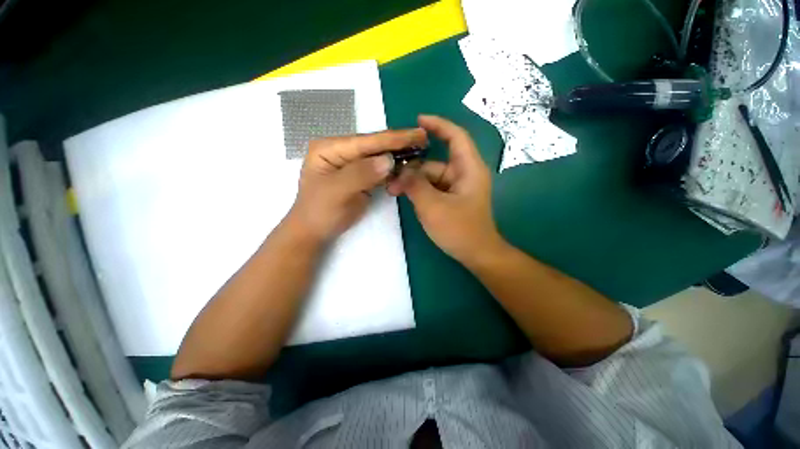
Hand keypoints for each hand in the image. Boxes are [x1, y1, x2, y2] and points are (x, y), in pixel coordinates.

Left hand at [289, 129, 427, 241]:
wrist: (315, 231)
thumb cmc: (320, 211)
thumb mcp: (337, 192)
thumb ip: (361, 174)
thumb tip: (389, 160)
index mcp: (331, 148)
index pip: (366, 141)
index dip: (393, 138)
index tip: (418, 134)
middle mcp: (342, 151)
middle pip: (375, 146)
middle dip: (399, 144)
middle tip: (424, 140)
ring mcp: (352, 164)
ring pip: (379, 158)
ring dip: (398, 157)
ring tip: (419, 152)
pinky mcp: (361, 177)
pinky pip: (380, 171)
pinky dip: (393, 171)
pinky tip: (406, 168)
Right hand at [388, 115, 503, 263]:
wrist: (476, 254)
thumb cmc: (459, 229)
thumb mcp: (433, 206)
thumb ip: (415, 185)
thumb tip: (401, 172)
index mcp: (468, 169)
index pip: (456, 137)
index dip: (438, 125)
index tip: (418, 121)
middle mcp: (464, 174)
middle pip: (435, 162)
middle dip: (413, 168)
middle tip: (391, 177)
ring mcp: (457, 188)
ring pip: (431, 177)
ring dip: (413, 182)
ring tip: (393, 190)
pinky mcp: (451, 199)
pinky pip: (432, 188)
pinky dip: (419, 190)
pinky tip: (405, 195)